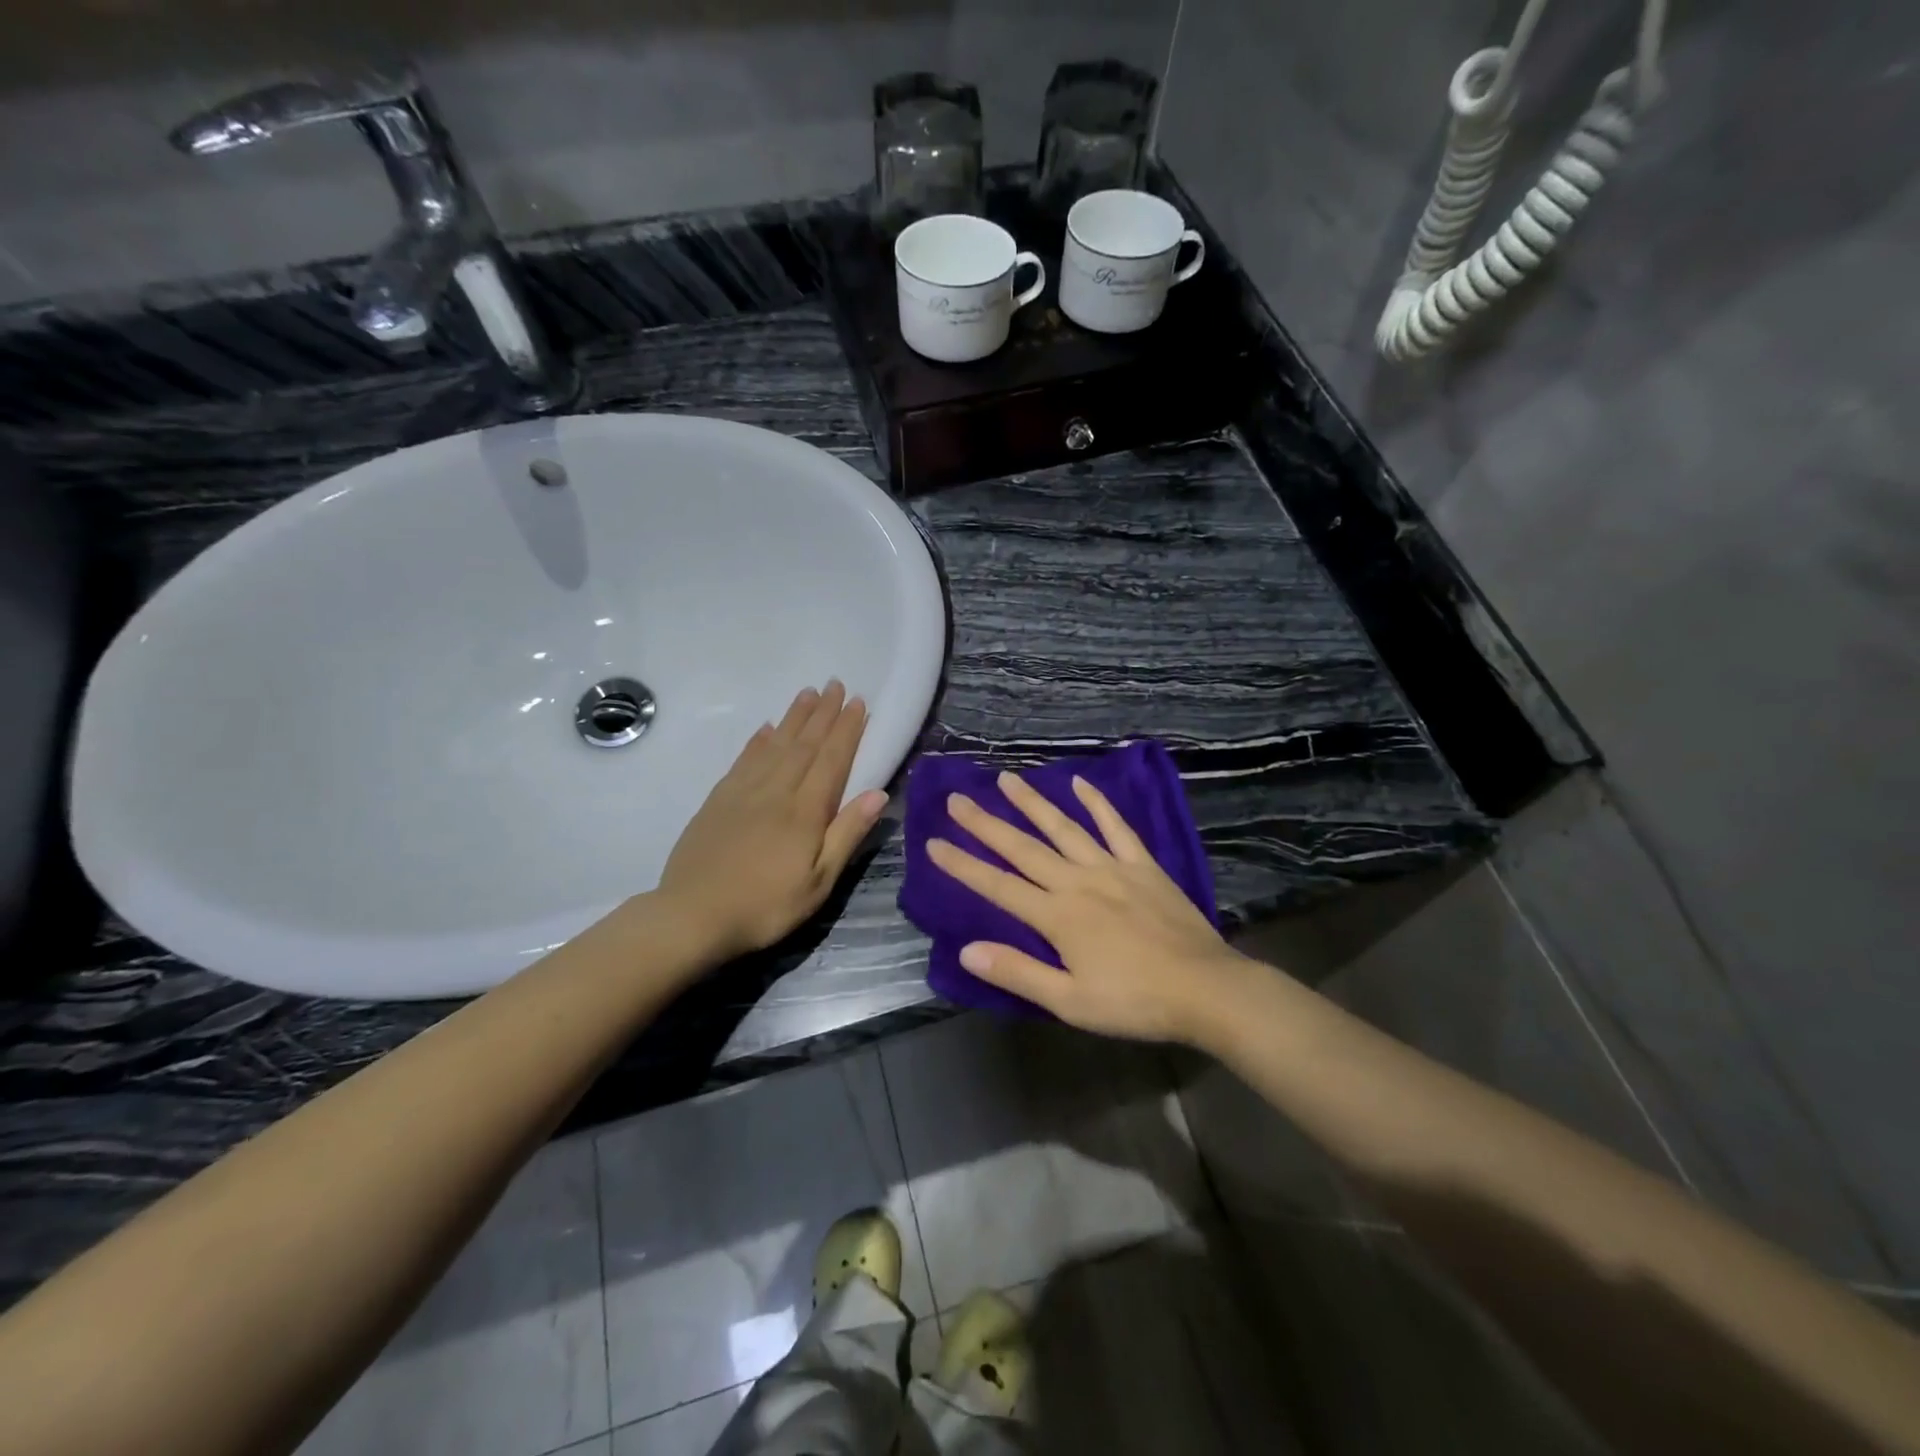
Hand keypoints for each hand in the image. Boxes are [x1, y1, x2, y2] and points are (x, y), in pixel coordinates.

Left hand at [657, 682, 887, 960]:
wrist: (692, 915)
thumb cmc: (766, 906)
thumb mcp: (819, 882)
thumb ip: (846, 834)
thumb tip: (878, 793)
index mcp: (805, 811)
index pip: (832, 759)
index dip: (847, 729)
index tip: (858, 702)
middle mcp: (776, 791)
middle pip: (805, 744)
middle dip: (824, 713)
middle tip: (836, 684)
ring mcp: (743, 792)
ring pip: (775, 745)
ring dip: (794, 717)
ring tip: (808, 693)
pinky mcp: (718, 800)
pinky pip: (744, 760)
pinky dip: (758, 741)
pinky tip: (766, 729)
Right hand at [926, 772, 1250, 1043]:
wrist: (1206, 989)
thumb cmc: (1134, 1001)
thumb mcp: (1070, 1001)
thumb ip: (1018, 972)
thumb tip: (966, 950)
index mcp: (1057, 916)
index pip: (998, 886)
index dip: (963, 865)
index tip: (933, 843)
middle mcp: (1077, 882)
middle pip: (1023, 848)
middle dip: (986, 824)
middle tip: (957, 798)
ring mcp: (1112, 868)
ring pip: (1063, 828)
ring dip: (1032, 803)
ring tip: (1006, 780)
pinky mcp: (1143, 865)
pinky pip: (1116, 827)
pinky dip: (1097, 804)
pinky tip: (1080, 783)